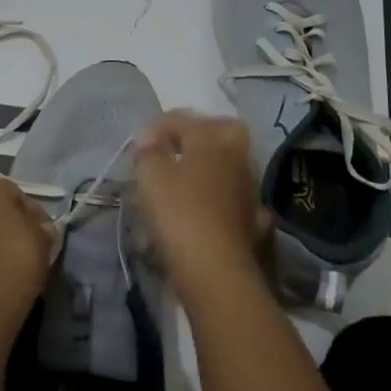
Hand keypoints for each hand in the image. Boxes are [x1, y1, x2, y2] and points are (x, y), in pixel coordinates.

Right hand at [132, 111, 270, 292]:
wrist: (216, 271)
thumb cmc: (179, 215)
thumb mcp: (150, 177)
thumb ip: (148, 152)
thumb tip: (148, 139)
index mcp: (210, 139)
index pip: (182, 119)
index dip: (156, 127)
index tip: (137, 146)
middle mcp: (235, 156)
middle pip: (222, 130)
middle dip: (198, 133)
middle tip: (173, 147)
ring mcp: (248, 187)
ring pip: (230, 162)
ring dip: (210, 165)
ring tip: (184, 179)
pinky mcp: (253, 218)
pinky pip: (235, 195)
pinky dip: (222, 196)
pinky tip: (208, 206)